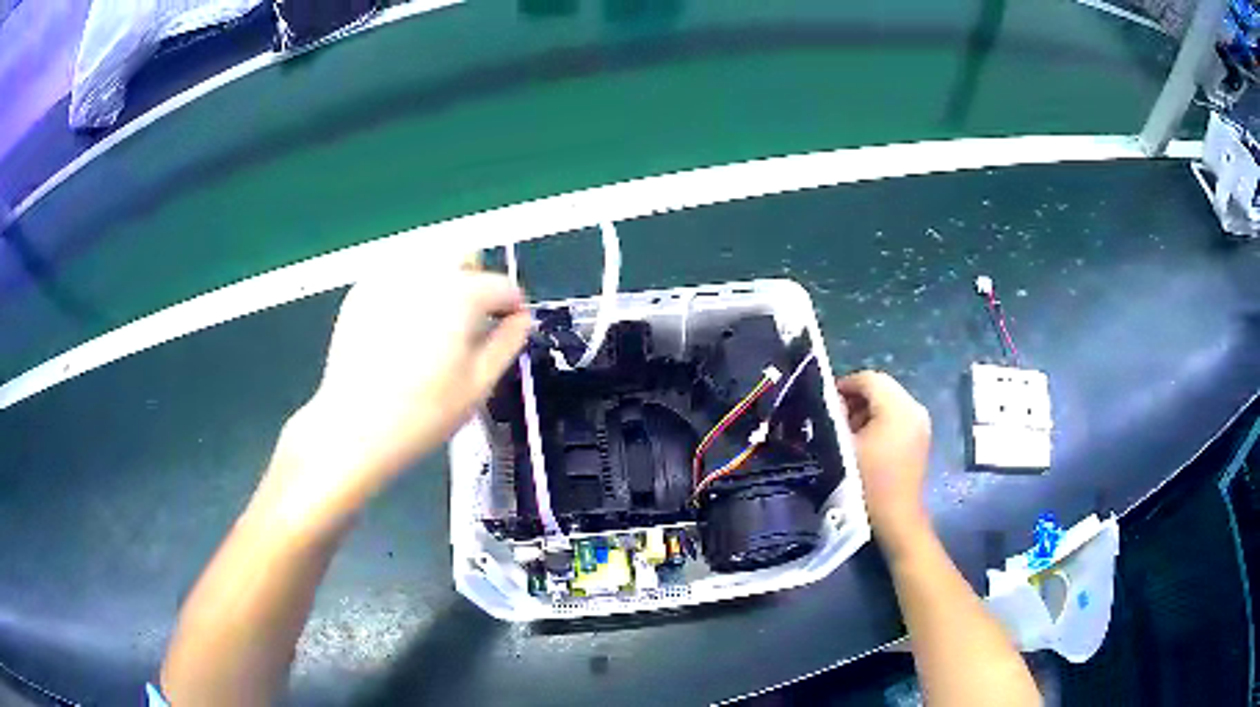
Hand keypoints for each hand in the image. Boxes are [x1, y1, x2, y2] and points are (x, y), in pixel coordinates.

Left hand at [258, 260, 529, 535]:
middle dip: (476, 282)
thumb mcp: (479, 384)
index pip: (503, 285)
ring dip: (442, 283)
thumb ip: (508, 343)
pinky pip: (398, 277)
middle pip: (464, 257)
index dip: (513, 307)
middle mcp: (425, 272)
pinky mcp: (362, 291)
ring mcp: (389, 278)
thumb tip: (521, 320)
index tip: (509, 327)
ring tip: (435, 326)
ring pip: (429, 262)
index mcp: (461, 293)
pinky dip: (409, 292)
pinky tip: (401, 329)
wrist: (354, 426)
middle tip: (470, 323)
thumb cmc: (423, 412)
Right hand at [835, 371, 931, 551]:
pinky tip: (866, 441)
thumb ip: (837, 417)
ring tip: (848, 431)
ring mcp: (921, 423)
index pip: (869, 379)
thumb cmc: (868, 482)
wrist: (896, 518)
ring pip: (890, 401)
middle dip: (856, 398)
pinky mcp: (921, 437)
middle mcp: (914, 408)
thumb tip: (833, 402)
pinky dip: (881, 420)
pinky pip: (898, 416)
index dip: (845, 384)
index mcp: (898, 407)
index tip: (826, 400)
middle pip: (882, 388)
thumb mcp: (845, 447)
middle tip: (835, 416)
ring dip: (868, 409)